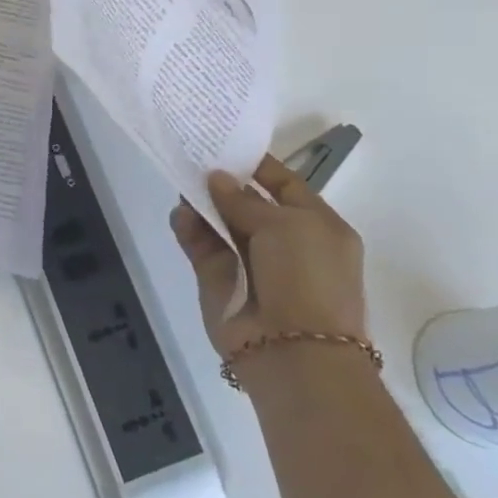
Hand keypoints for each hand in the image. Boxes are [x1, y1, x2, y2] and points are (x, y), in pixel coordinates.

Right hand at [169, 154, 366, 360]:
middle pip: (247, 204)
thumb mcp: (286, 225)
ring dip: (202, 205)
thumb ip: (245, 199)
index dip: (258, 166)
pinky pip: (201, 247)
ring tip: (181, 183)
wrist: (292, 351)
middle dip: (223, 184)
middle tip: (193, 158)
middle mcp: (284, 243)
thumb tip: (217, 178)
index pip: (285, 186)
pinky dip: (189, 229)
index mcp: (317, 227)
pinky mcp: (220, 280)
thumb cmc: (306, 278)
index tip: (226, 146)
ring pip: (220, 224)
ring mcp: (250, 263)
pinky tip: (180, 214)